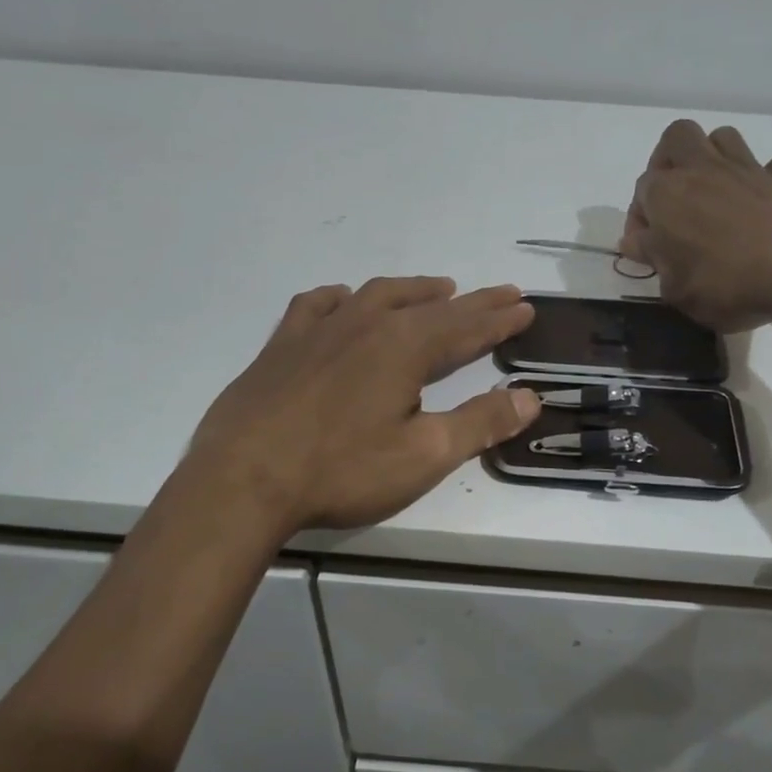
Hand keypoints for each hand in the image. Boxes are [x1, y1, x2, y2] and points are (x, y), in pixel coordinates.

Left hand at [181, 277, 540, 533]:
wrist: (242, 480)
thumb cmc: (341, 471)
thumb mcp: (423, 455)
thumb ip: (480, 423)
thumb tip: (530, 397)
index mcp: (404, 347)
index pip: (466, 326)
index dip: (500, 318)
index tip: (525, 306)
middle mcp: (366, 324)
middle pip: (430, 306)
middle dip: (471, 302)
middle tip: (501, 294)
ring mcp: (319, 329)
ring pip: (377, 295)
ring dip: (414, 291)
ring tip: (437, 290)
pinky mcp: (282, 345)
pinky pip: (318, 304)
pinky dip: (342, 298)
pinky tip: (345, 301)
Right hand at [620, 119, 771, 340]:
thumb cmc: (726, 284)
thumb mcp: (675, 289)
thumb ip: (654, 259)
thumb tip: (638, 241)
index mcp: (667, 195)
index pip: (641, 191)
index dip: (640, 218)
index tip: (647, 247)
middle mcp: (703, 170)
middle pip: (678, 137)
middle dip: (670, 159)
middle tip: (674, 196)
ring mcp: (749, 169)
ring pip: (724, 137)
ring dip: (715, 158)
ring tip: (716, 192)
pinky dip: (770, 177)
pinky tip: (766, 200)